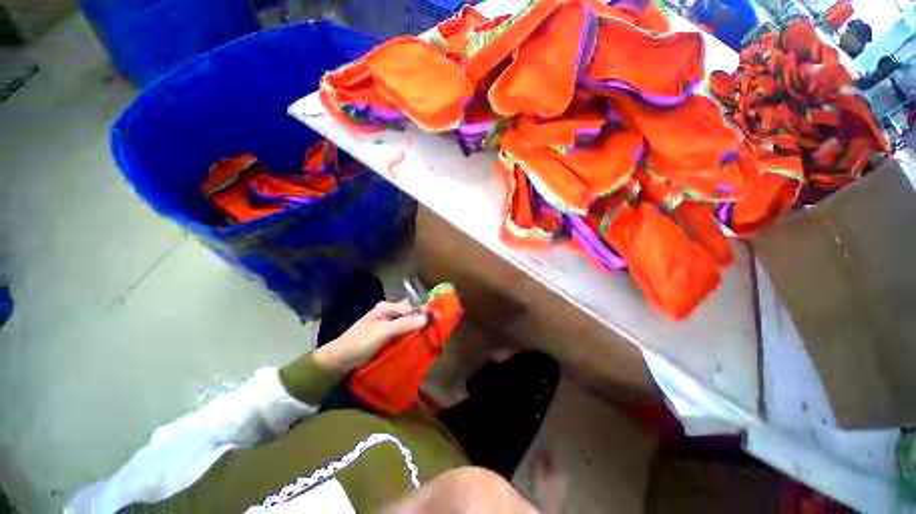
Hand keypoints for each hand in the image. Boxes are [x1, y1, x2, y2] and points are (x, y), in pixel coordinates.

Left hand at [312, 300, 427, 373]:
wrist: (339, 359)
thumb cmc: (361, 341)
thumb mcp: (384, 332)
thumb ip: (405, 324)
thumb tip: (427, 317)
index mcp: (386, 308)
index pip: (409, 308)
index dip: (421, 314)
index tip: (434, 322)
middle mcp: (387, 314)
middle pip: (408, 316)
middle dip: (419, 323)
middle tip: (431, 333)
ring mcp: (385, 326)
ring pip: (404, 325)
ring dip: (413, 331)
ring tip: (425, 340)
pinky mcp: (383, 337)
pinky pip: (399, 334)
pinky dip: (406, 338)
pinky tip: (413, 345)